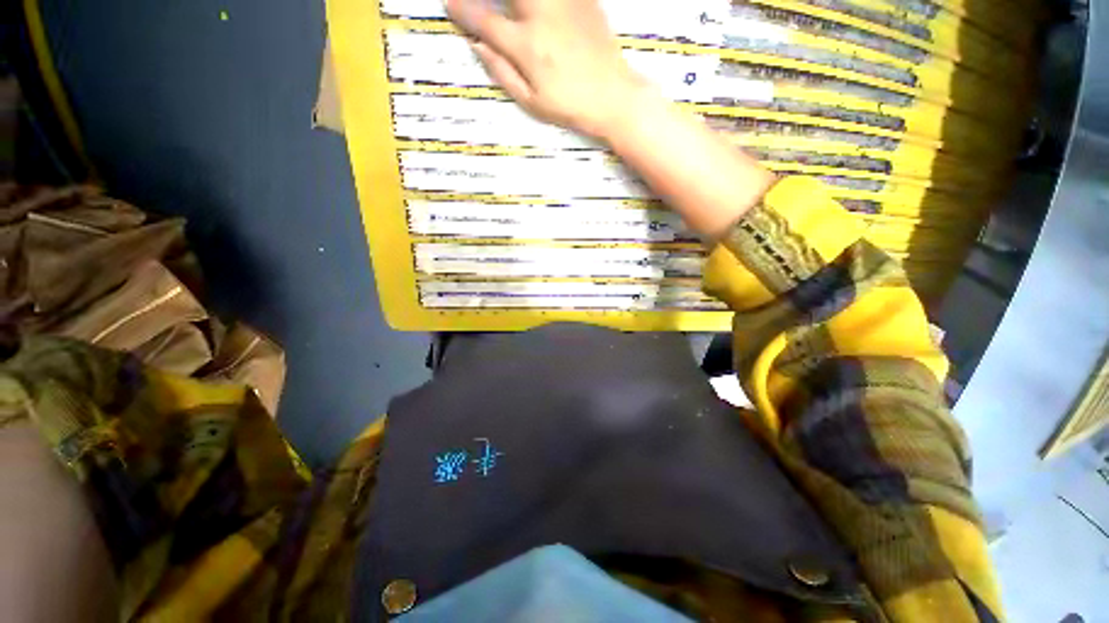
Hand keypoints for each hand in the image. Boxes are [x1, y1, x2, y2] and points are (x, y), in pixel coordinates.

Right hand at [445, 0, 648, 139]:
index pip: (485, 20)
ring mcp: (563, 3)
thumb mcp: (532, 102)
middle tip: (482, 4)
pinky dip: (545, 1)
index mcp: (526, 46)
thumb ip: (502, 72)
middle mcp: (541, 15)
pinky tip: (541, 10)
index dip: (463, 11)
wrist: (613, 96)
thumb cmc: (569, 106)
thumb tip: (477, 46)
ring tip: (516, 12)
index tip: (451, 5)